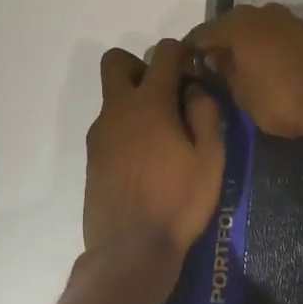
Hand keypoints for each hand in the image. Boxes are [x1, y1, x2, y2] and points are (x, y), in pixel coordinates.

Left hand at [83, 39, 225, 265]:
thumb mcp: (210, 158)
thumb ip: (205, 114)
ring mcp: (100, 134)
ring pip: (112, 97)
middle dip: (141, 66)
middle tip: (167, 94)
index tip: (194, 68)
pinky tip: (146, 161)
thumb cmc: (178, 201)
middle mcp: (118, 110)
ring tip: (163, 137)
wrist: (130, 250)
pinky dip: (127, 130)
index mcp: (150, 103)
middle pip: (117, 62)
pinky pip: (110, 127)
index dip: (181, 52)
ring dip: (134, 101)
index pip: (163, 53)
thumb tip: (195, 89)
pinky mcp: (92, 158)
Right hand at [184, 3, 302, 139]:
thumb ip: (225, 73)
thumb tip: (217, 60)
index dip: (191, 52)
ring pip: (259, 28)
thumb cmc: (281, 99)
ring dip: (248, 44)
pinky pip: (280, 36)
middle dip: (221, 44)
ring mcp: (290, 19)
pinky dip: (270, 47)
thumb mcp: (242, 94)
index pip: (202, 34)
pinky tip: (271, 66)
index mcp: (238, 24)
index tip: (186, 68)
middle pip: (232, 25)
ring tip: (243, 68)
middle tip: (213, 68)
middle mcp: (262, 13)